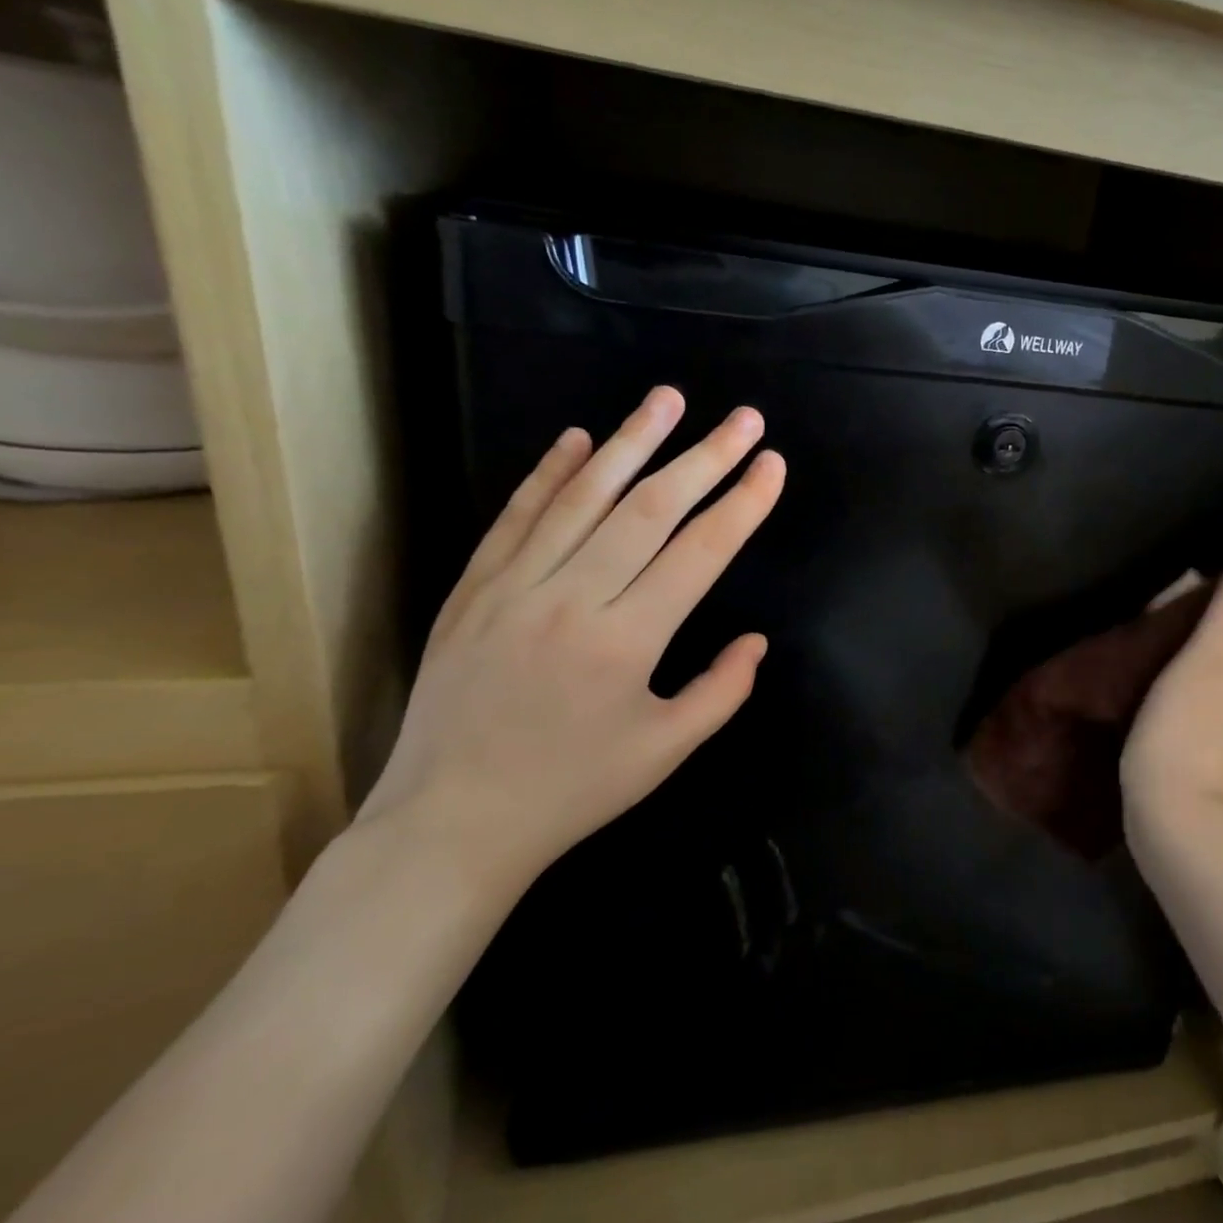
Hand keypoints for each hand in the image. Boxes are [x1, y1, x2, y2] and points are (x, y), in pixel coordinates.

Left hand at [357, 387, 785, 897]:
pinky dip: (549, 473)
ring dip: (631, 441)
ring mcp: (514, 587)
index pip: (701, 552)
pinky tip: (578, 438)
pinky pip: (516, 517)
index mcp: (627, 642)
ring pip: (583, 497)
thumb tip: (756, 640)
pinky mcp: (472, 589)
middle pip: (650, 509)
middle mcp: (572, 599)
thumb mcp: (665, 752)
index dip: (743, 503)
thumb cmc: (571, 791)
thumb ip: (722, 691)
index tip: (772, 464)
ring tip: (668, 399)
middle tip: (744, 419)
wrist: (450, 823)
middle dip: (705, 457)